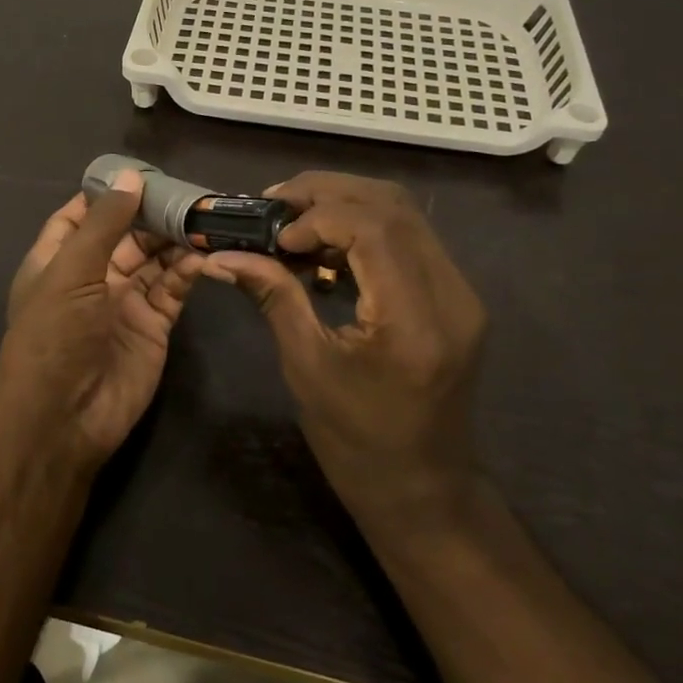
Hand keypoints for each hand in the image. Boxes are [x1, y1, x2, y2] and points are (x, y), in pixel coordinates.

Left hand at [0, 169, 207, 461]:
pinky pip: (173, 289)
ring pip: (154, 260)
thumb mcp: (71, 271)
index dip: (108, 194)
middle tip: (190, 193)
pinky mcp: (153, 326)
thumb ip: (104, 224)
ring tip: (206, 217)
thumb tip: (130, 176)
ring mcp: (124, 302)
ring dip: (176, 240)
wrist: (63, 418)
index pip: (81, 215)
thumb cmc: (54, 335)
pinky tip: (205, 254)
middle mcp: (92, 277)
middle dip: (154, 214)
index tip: (141, 172)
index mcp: (58, 260)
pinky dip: (188, 272)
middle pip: (126, 235)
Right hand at [207, 172, 486, 534]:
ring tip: (294, 220)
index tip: (274, 235)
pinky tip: (326, 248)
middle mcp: (451, 295)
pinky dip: (365, 228)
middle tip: (275, 203)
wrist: (423, 490)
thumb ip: (273, 296)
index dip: (318, 215)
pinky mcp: (455, 297)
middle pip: (393, 207)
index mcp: (414, 321)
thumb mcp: (306, 367)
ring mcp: (460, 293)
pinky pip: (410, 240)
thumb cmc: (356, 442)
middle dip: (329, 192)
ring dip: (346, 204)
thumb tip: (222, 254)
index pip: (374, 229)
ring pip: (405, 215)